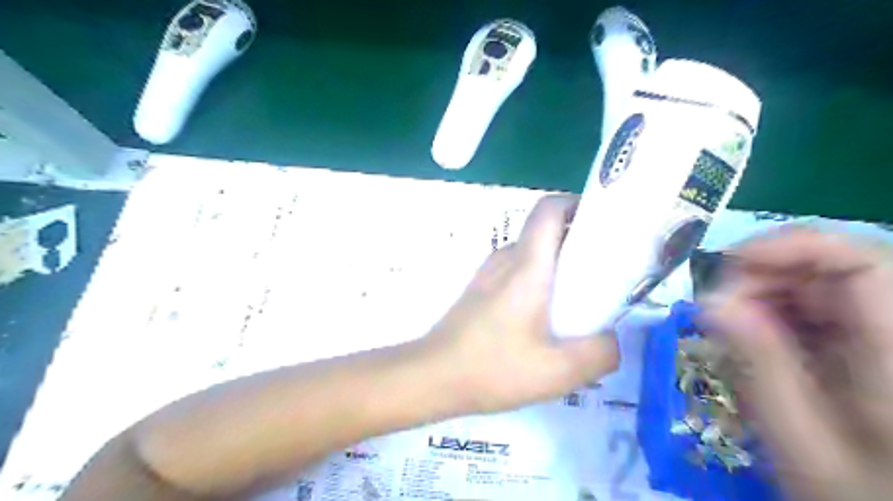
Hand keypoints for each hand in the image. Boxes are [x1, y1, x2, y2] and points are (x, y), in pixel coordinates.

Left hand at [423, 196, 617, 413]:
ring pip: (533, 254)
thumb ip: (599, 353)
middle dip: (578, 242)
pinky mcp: (481, 289)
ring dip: (559, 266)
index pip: (549, 209)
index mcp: (526, 265)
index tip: (604, 224)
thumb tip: (611, 338)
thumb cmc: (492, 368)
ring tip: (580, 301)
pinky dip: (540, 281)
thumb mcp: (558, 371)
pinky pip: (518, 271)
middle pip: (546, 231)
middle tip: (604, 273)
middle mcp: (506, 259)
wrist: (432, 376)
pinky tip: (546, 319)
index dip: (577, 204)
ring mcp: (489, 273)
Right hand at [708, 227, 891, 500]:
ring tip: (735, 331)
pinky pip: (825, 309)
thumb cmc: (852, 494)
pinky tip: (762, 343)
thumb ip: (757, 363)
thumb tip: (711, 299)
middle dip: (764, 278)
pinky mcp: (873, 345)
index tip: (726, 265)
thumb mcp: (797, 439)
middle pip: (835, 268)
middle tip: (719, 311)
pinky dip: (782, 315)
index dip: (789, 246)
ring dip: (768, 297)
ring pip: (825, 286)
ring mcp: (888, 338)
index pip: (861, 262)